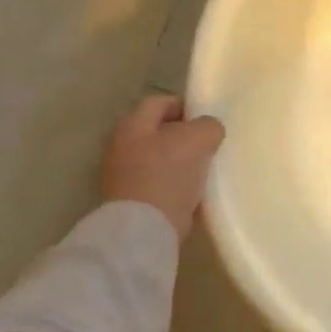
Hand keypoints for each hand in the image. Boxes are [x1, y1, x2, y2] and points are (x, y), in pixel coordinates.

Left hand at [101, 94, 224, 239]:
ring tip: (205, 169)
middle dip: (183, 136)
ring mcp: (122, 177)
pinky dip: (175, 186)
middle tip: (208, 143)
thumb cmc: (168, 174)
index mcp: (133, 126)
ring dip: (180, 163)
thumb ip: (208, 126)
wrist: (144, 230)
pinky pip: (159, 185)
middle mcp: (121, 147)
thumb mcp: (199, 138)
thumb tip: (209, 130)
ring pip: (159, 159)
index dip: (185, 106)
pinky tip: (194, 192)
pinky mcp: (131, 203)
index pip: (160, 102)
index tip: (207, 119)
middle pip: (158, 132)